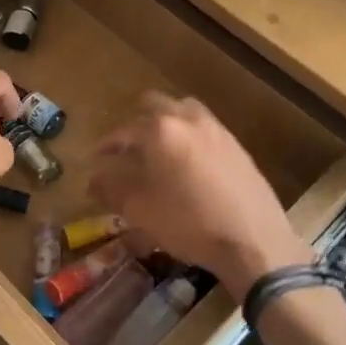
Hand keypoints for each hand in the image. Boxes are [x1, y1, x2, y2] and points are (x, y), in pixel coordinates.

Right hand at [89, 93, 309, 299]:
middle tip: (127, 145)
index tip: (97, 156)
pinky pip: (205, 128)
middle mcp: (188, 120)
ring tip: (158, 147)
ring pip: (184, 110)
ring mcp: (216, 130)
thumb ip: (112, 190)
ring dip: (166, 122)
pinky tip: (188, 163)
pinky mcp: (236, 145)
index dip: (107, 144)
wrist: (253, 240)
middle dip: (137, 120)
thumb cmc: (188, 223)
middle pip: (155, 104)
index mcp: (160, 131)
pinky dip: (189, 136)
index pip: (124, 130)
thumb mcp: (141, 211)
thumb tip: (92, 180)